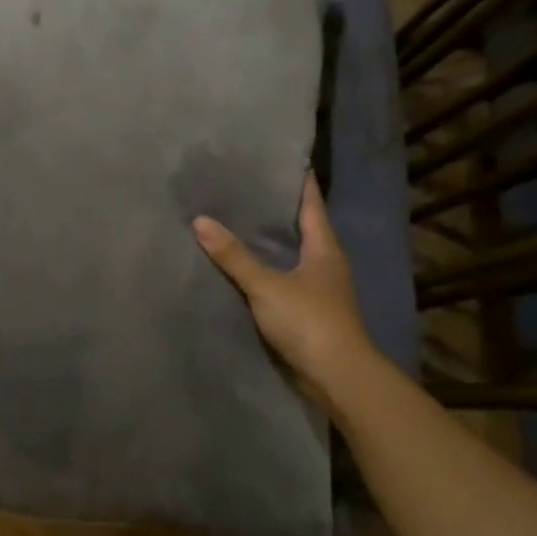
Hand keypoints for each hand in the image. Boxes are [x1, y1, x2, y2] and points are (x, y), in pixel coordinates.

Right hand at [192, 172, 370, 406]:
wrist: (336, 376)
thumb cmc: (309, 321)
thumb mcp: (266, 285)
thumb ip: (234, 256)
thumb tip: (200, 220)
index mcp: (324, 248)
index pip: (311, 203)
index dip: (298, 181)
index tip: (280, 160)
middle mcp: (325, 263)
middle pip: (301, 227)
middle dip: (276, 210)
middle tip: (243, 189)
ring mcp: (318, 289)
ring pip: (291, 255)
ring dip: (269, 242)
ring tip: (236, 222)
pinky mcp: (307, 312)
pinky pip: (283, 280)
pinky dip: (265, 270)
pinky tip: (241, 268)